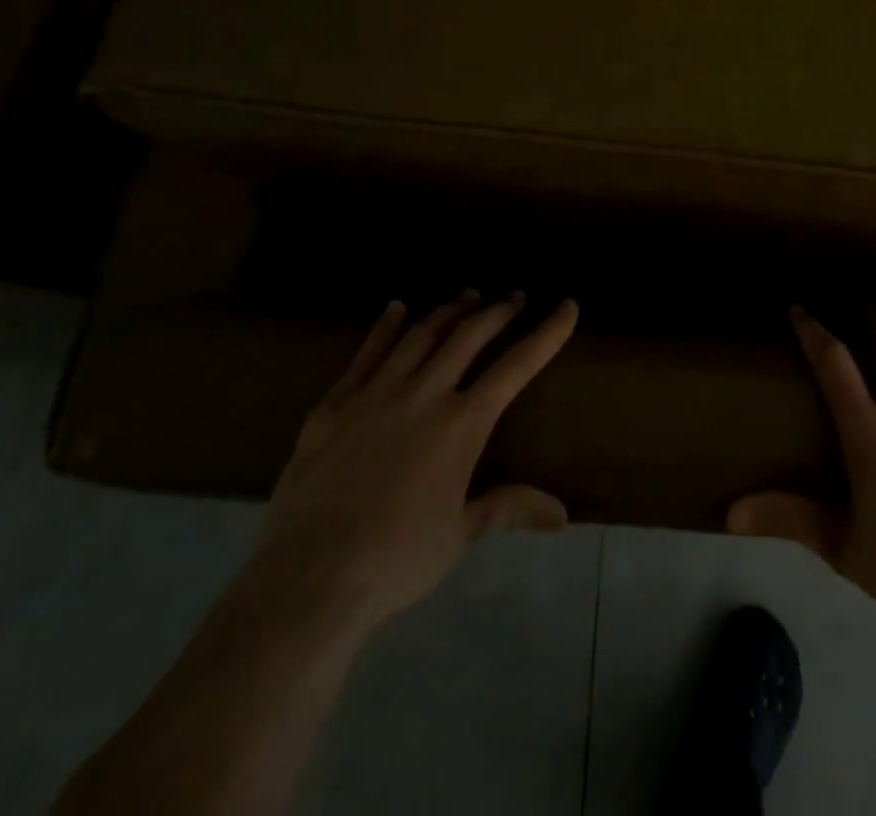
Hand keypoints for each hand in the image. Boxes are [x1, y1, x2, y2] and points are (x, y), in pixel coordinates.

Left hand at [248, 291, 577, 632]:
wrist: (307, 579)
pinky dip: (386, 326)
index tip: (567, 306)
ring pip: (421, 334)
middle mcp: (424, 394)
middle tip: (516, 297)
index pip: (517, 366)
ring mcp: (375, 393)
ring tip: (468, 296)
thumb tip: (562, 514)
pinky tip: (397, 308)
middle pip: (469, 335)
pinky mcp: (334, 404)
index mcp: (462, 424)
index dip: (547, 333)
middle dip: (499, 311)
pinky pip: (367, 352)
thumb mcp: (460, 534)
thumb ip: (509, 506)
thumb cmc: (396, 560)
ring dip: (450, 310)